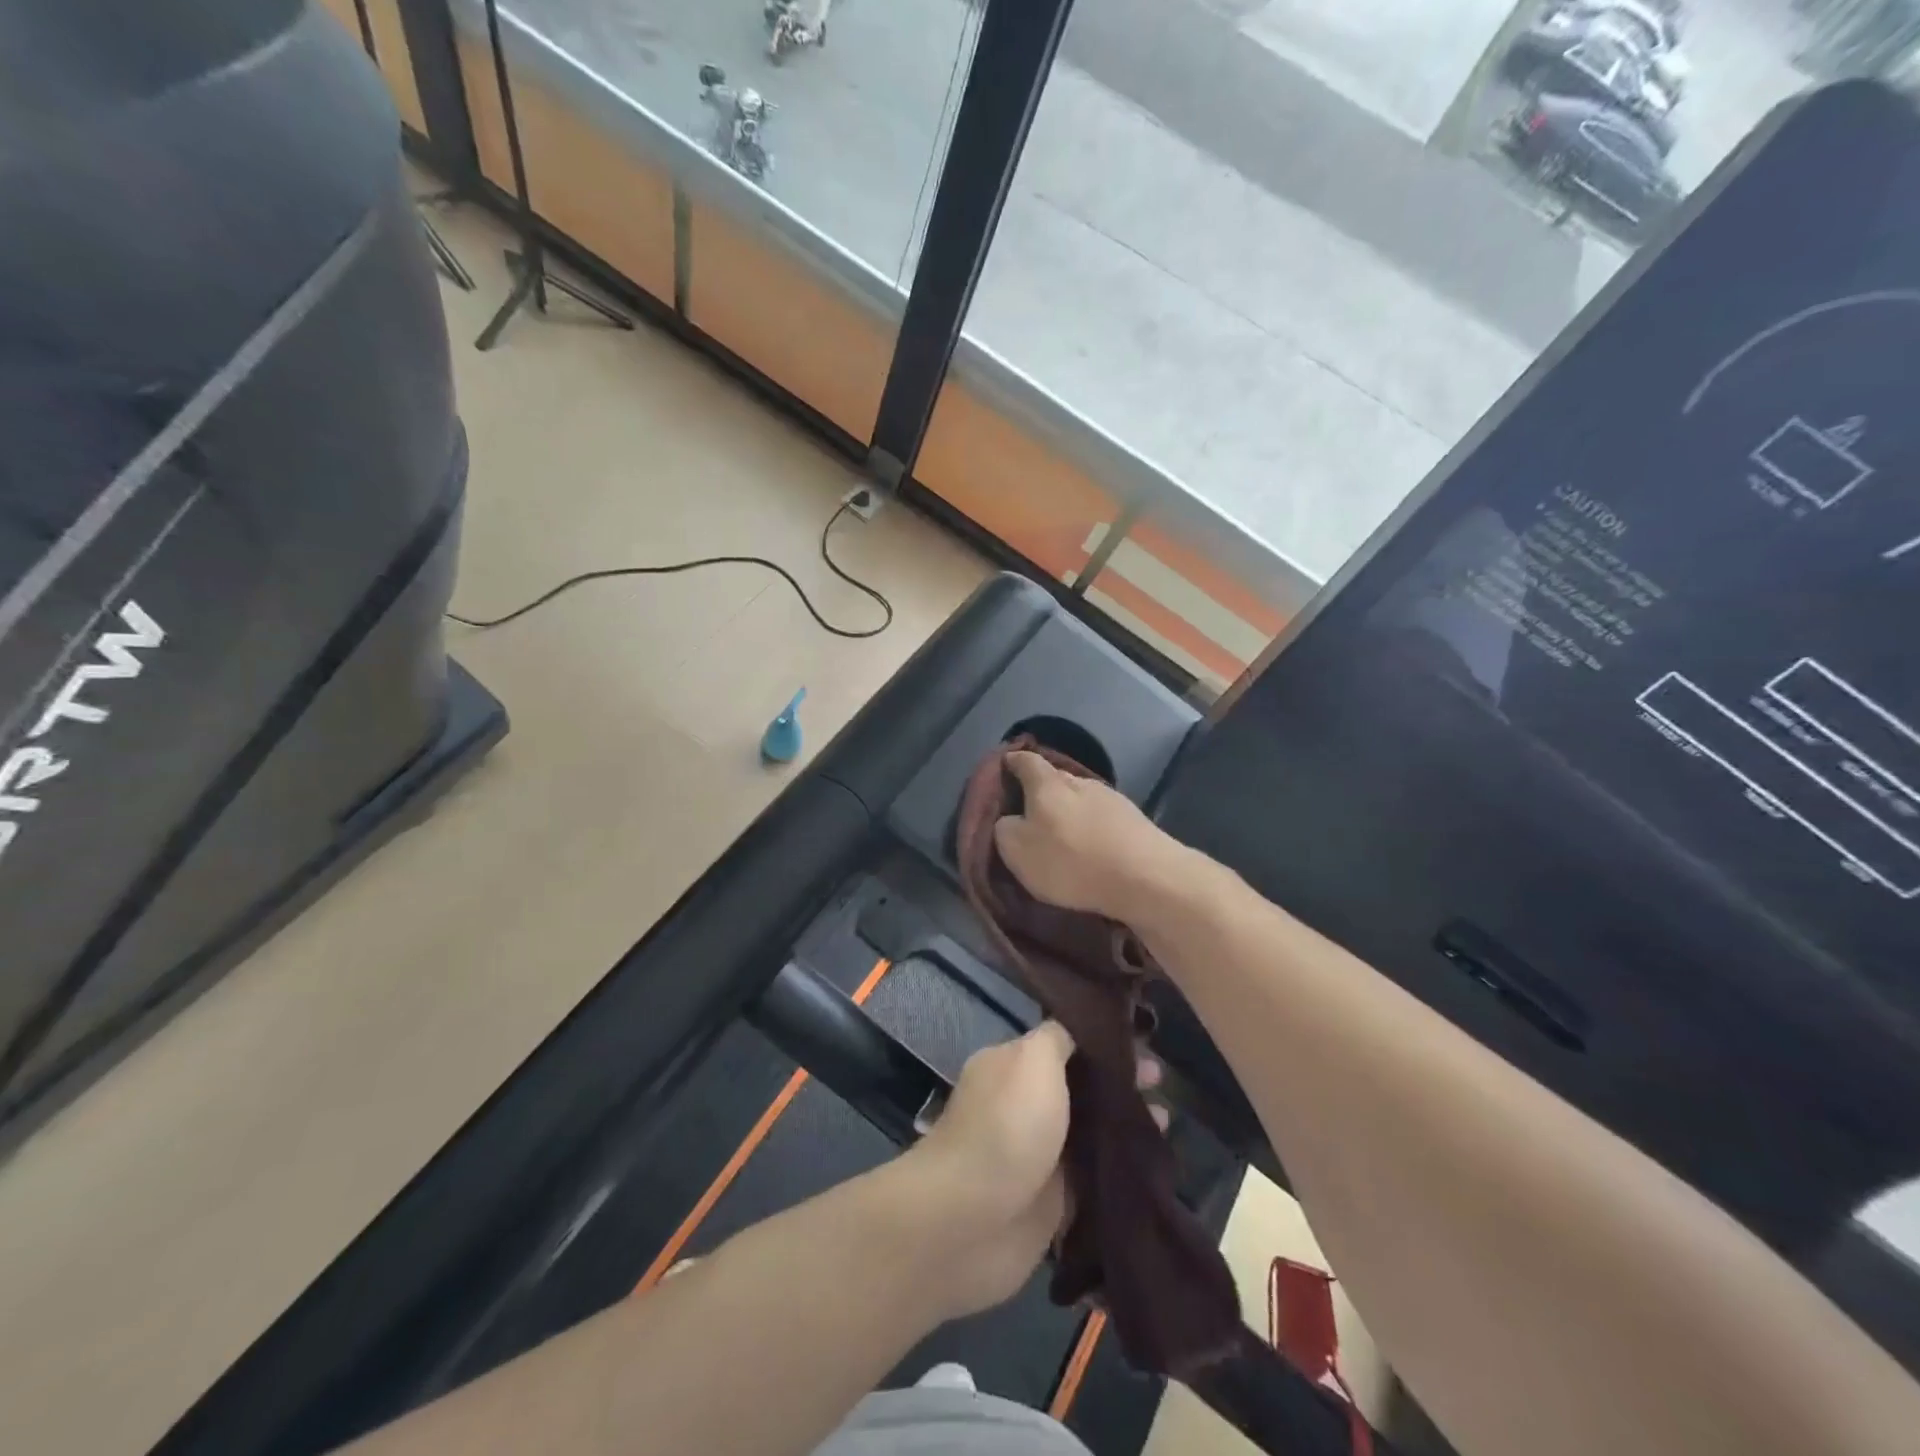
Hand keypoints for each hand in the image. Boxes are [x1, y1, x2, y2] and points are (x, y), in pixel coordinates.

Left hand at [896, 1022, 1166, 1321]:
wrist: (970, 1223)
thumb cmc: (1006, 1128)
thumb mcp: (1032, 1060)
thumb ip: (1059, 1038)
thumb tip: (1079, 1025)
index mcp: (1012, 1064)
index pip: (1064, 1042)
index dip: (1103, 1041)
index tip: (1144, 1039)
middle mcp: (1024, 1104)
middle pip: (1081, 1086)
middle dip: (1120, 1082)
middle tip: (1162, 1082)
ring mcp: (1039, 1154)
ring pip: (1091, 1132)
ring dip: (1125, 1125)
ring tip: (1166, 1122)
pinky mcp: (1053, 1203)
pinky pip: (1094, 1178)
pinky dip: (1121, 1170)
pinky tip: (1155, 1164)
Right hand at [993, 751, 1192, 919]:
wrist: (1145, 877)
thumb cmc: (1070, 861)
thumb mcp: (1018, 851)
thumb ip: (1005, 829)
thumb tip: (1009, 820)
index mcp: (1047, 783)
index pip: (1025, 761)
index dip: (1012, 762)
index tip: (1004, 766)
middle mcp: (1080, 781)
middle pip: (1054, 778)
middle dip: (1040, 790)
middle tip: (1027, 809)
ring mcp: (1111, 798)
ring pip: (1080, 798)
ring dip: (1068, 810)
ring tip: (1060, 831)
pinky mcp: (1134, 820)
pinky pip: (1101, 817)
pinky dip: (1090, 827)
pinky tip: (1089, 845)